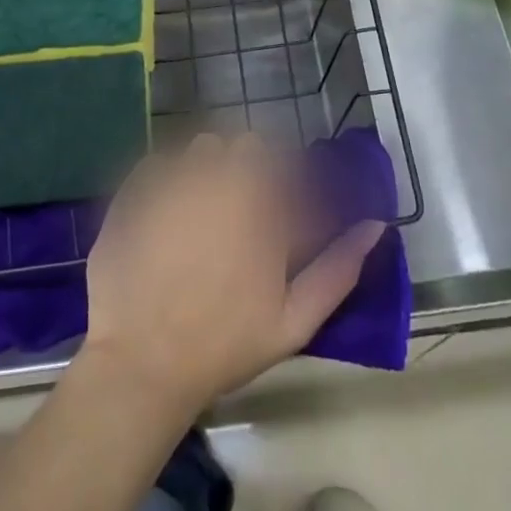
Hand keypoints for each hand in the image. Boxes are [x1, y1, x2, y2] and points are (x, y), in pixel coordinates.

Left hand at [79, 133, 384, 418]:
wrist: (141, 364)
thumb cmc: (224, 344)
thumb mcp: (294, 320)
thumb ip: (338, 269)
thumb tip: (375, 225)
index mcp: (260, 205)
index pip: (280, 159)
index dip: (280, 178)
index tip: (275, 205)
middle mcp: (218, 179)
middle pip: (240, 146)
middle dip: (244, 168)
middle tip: (238, 209)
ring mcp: (172, 181)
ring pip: (199, 148)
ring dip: (206, 167)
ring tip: (200, 209)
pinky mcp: (134, 191)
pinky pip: (158, 163)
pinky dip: (166, 179)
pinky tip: (165, 214)